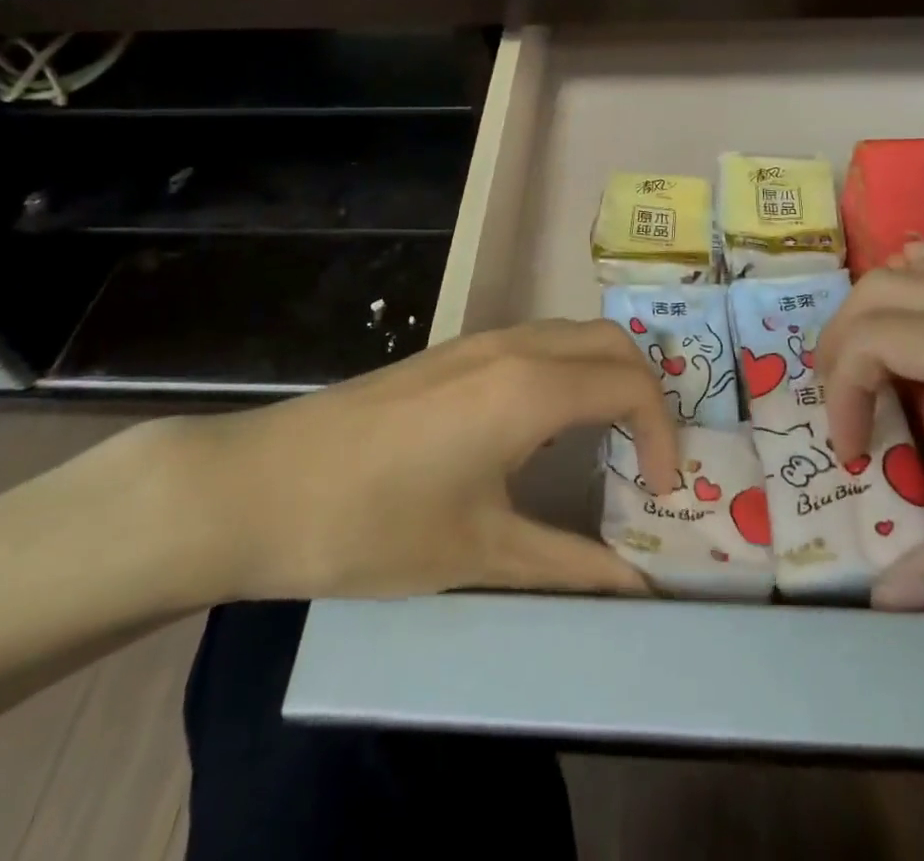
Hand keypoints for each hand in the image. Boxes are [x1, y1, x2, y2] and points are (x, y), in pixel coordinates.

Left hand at [152, 319, 678, 602]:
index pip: (632, 385)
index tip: (661, 492)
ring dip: (606, 377)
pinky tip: (545, 428)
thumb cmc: (374, 524)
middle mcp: (514, 346)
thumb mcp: (480, 553)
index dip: (664, 435)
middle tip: (645, 460)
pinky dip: (568, 372)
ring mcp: (478, 341)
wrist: (259, 485)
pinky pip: (536, 343)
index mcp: (530, 388)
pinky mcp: (451, 353)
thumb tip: (637, 588)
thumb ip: (570, 566)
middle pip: (612, 343)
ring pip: (572, 335)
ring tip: (606, 444)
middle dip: (646, 393)